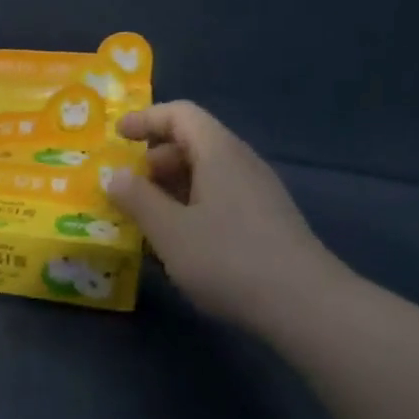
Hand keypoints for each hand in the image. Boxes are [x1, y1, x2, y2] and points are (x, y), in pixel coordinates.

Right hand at [105, 101, 348, 331]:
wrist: (304, 304)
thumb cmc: (228, 259)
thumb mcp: (169, 231)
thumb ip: (138, 199)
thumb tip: (115, 176)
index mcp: (219, 153)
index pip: (180, 114)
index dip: (145, 119)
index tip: (116, 137)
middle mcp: (241, 163)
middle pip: (194, 142)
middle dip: (154, 159)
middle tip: (127, 188)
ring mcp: (258, 192)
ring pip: (207, 173)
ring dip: (171, 187)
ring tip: (146, 218)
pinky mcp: (266, 220)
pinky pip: (220, 197)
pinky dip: (191, 206)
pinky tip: (179, 243)